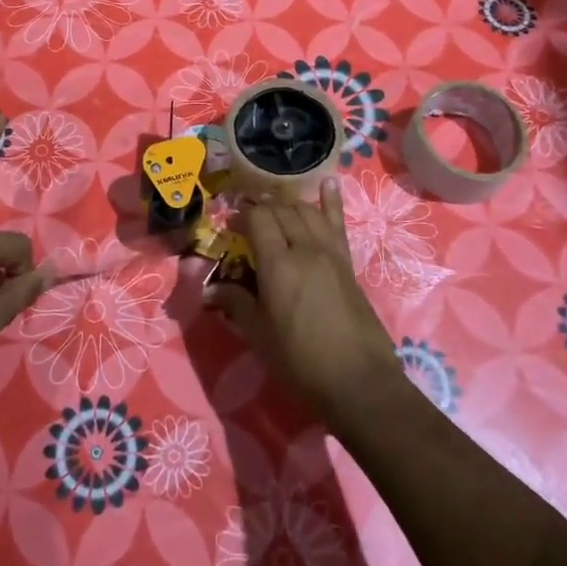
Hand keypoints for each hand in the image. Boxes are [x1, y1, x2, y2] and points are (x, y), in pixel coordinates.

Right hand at [208, 178, 405, 427]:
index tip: (229, 226)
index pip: (258, 219)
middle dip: (261, 208)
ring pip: (307, 211)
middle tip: (246, 218)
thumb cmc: (301, 362)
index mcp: (279, 265)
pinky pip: (337, 224)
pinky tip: (328, 183)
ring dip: (288, 204)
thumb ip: (235, 304)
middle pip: (282, 210)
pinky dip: (331, 201)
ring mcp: (331, 253)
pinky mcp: (347, 263)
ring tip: (273, 205)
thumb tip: (208, 290)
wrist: (358, 383)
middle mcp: (305, 249)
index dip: (241, 215)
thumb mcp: (259, 336)